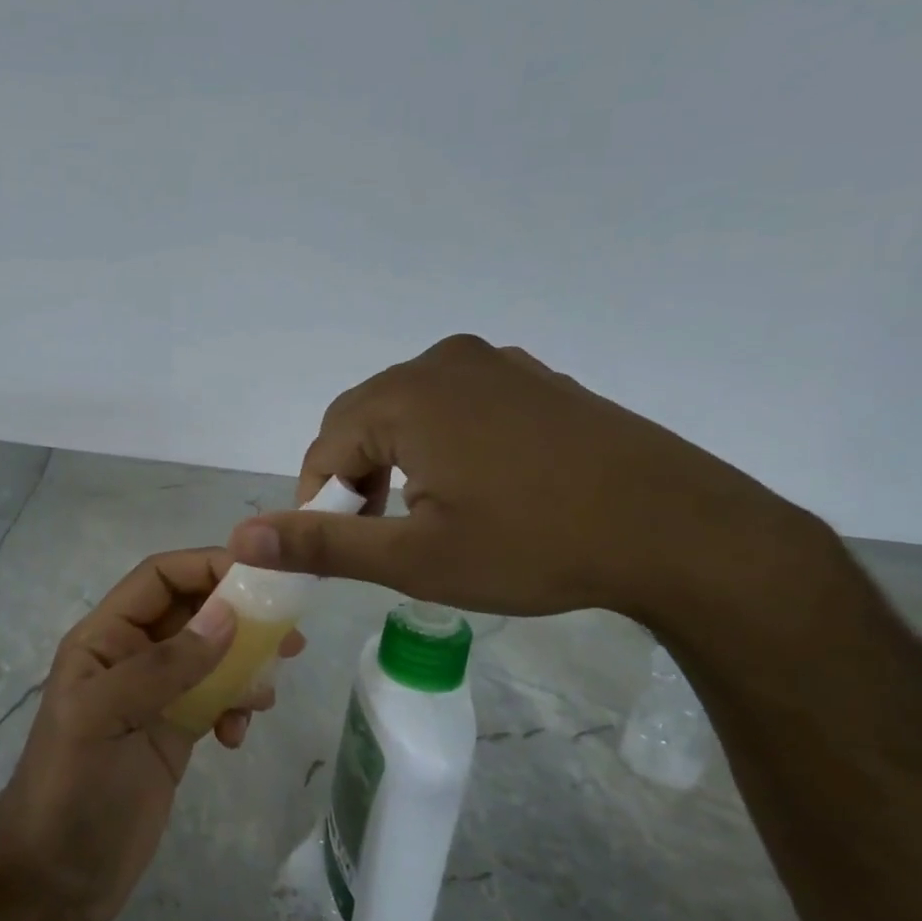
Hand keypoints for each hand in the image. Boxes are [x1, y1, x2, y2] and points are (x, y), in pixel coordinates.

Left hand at [0, 548, 305, 920]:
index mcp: (104, 639)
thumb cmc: (70, 790)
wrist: (55, 877)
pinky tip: (236, 735)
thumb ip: (165, 666)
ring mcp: (154, 697)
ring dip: (244, 665)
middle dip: (239, 617)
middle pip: (193, 613)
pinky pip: (215, 699)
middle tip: (289, 636)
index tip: (261, 579)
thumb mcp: (106, 718)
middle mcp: (131, 658)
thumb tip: (228, 616)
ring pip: (211, 656)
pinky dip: (234, 706)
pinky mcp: (174, 732)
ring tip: (266, 693)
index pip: (159, 578)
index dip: (206, 567)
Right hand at [226, 335, 805, 621]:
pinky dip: (441, 443)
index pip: (324, 447)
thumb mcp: (416, 559)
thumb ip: (321, 545)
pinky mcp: (535, 379)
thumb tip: (239, 539)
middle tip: (377, 537)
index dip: (318, 502)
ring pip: (409, 412)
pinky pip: (458, 405)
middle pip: (362, 421)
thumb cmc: (535, 546)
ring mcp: (496, 364)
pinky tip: (477, 487)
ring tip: (423, 516)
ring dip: (396, 461)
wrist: (681, 531)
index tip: (339, 550)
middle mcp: (443, 361)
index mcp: (406, 396)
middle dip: (354, 479)